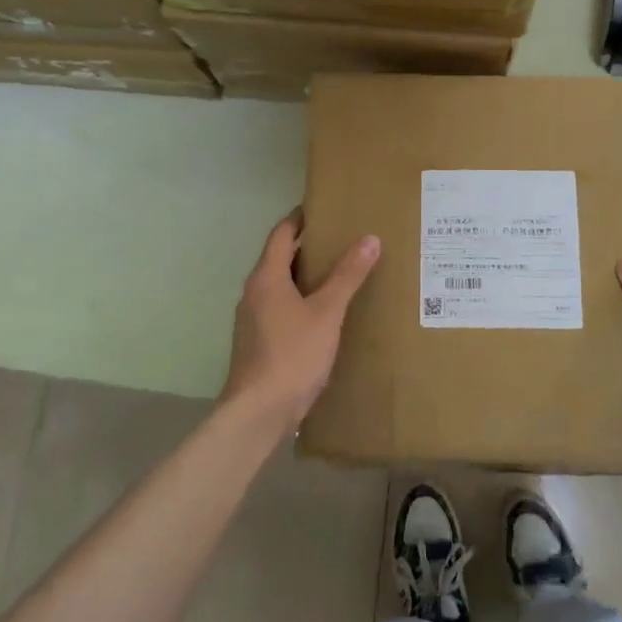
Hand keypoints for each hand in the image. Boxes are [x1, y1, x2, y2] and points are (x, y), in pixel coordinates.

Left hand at [222, 211, 379, 431]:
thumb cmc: (293, 355)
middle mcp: (253, 293)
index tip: (323, 209)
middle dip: (307, 247)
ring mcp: (252, 319)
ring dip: (303, 276)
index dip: (300, 219)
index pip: (282, 234)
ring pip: (279, 285)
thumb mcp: (327, 313)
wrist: (258, 412)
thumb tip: (369, 239)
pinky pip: (279, 308)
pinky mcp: (256, 342)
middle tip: (341, 240)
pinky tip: (322, 314)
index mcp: (266, 277)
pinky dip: (299, 300)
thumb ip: (347, 276)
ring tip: (337, 274)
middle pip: (279, 258)